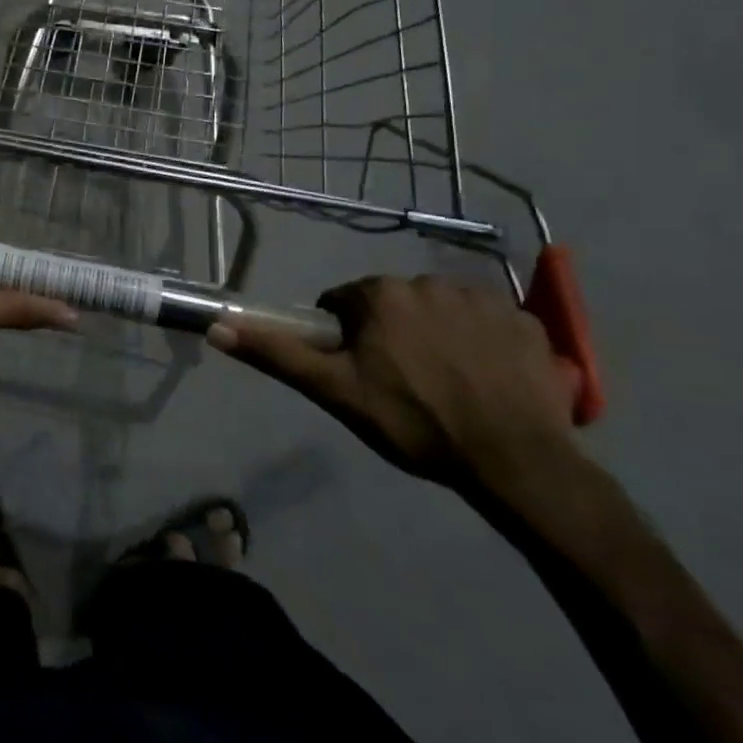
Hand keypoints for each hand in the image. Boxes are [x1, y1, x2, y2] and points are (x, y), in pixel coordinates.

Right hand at [209, 276, 577, 489]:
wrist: (513, 460)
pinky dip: (481, 342)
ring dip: (435, 334)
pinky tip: (486, 378)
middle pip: (393, 304)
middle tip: (401, 383)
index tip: (359, 373)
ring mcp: (482, 298)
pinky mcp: (525, 320)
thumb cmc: (413, 423)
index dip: (345, 338)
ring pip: (439, 310)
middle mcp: (428, 282)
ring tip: (446, 383)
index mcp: (380, 295)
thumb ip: (277, 354)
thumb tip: (217, 326)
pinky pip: (488, 321)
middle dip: (391, 333)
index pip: (345, 304)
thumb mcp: (334, 391)